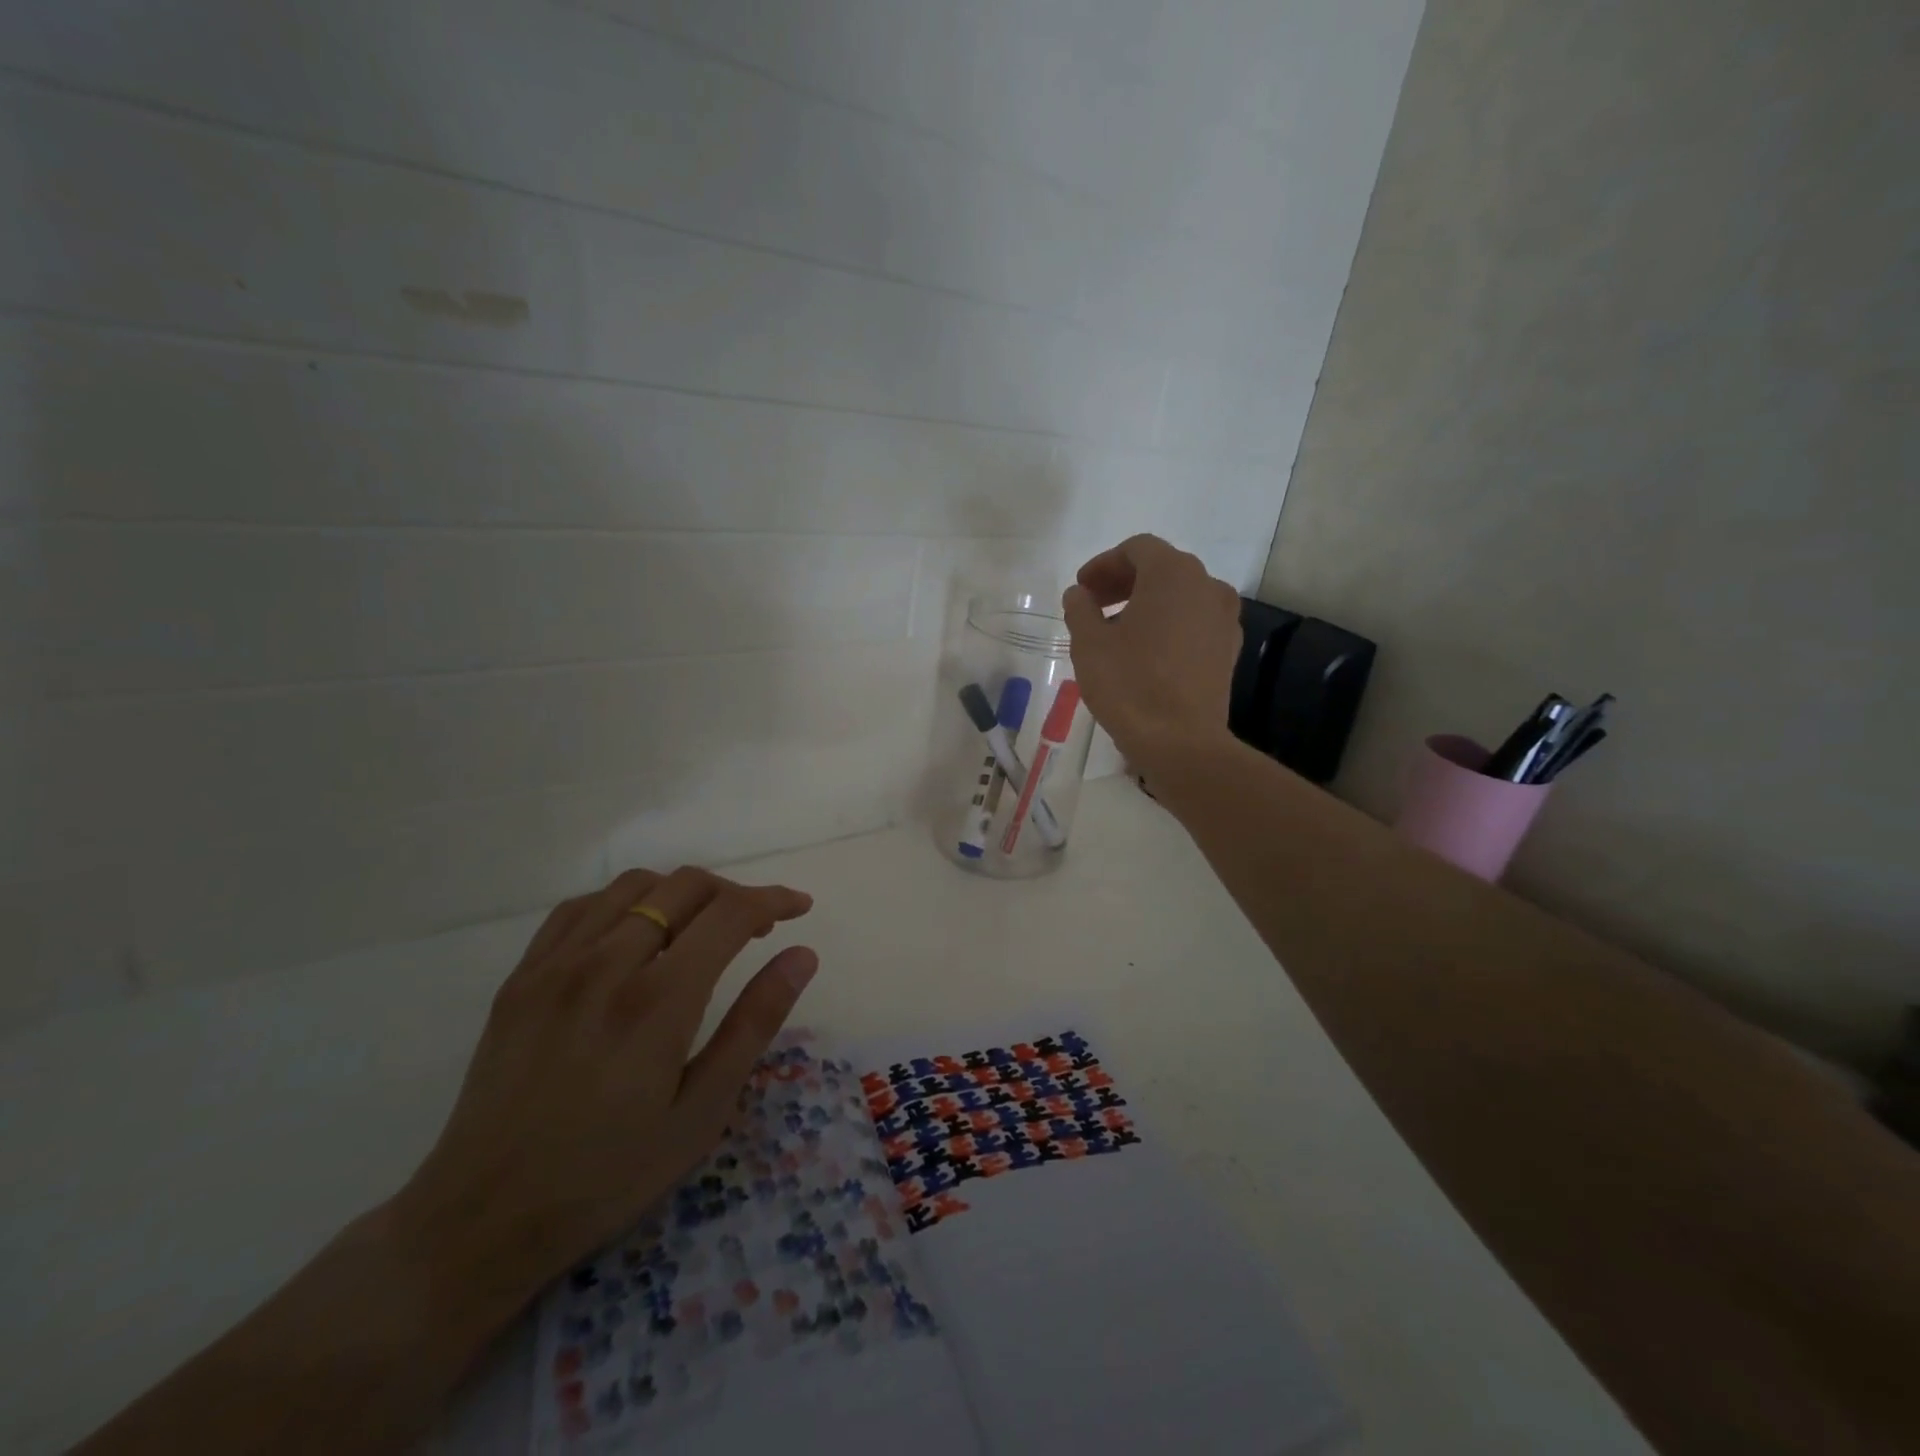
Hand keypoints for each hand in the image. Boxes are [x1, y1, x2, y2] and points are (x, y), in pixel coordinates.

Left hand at [388, 865, 817, 1323]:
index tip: (799, 907)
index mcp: (658, 1000)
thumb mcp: (701, 1112)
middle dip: (734, 893)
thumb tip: (803, 955)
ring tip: (699, 929)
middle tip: (757, 926)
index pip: (730, 913)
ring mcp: (556, 964)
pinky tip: (634, 933)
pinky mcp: (522, 976)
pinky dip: (624, 902)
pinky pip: (581, 907)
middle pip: (685, 886)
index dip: (773, 899)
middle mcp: (606, 963)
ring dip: (681, 893)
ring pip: (634, 885)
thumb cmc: (608, 1175)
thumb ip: (755, 1023)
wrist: (482, 1219)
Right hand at [1062, 534, 1242, 767]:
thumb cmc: (1130, 685)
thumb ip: (1080, 609)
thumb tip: (1079, 594)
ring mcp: (1224, 618)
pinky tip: (1147, 652)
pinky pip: (1195, 622)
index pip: (1137, 549)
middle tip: (1094, 605)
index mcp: (1173, 574)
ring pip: (1181, 596)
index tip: (1082, 588)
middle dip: (1124, 581)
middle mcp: (1207, 585)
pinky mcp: (1229, 649)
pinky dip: (1169, 624)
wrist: (1181, 742)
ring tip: (1117, 631)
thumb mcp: (1089, 644)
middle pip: (1162, 568)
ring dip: (1147, 603)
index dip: (1104, 564)